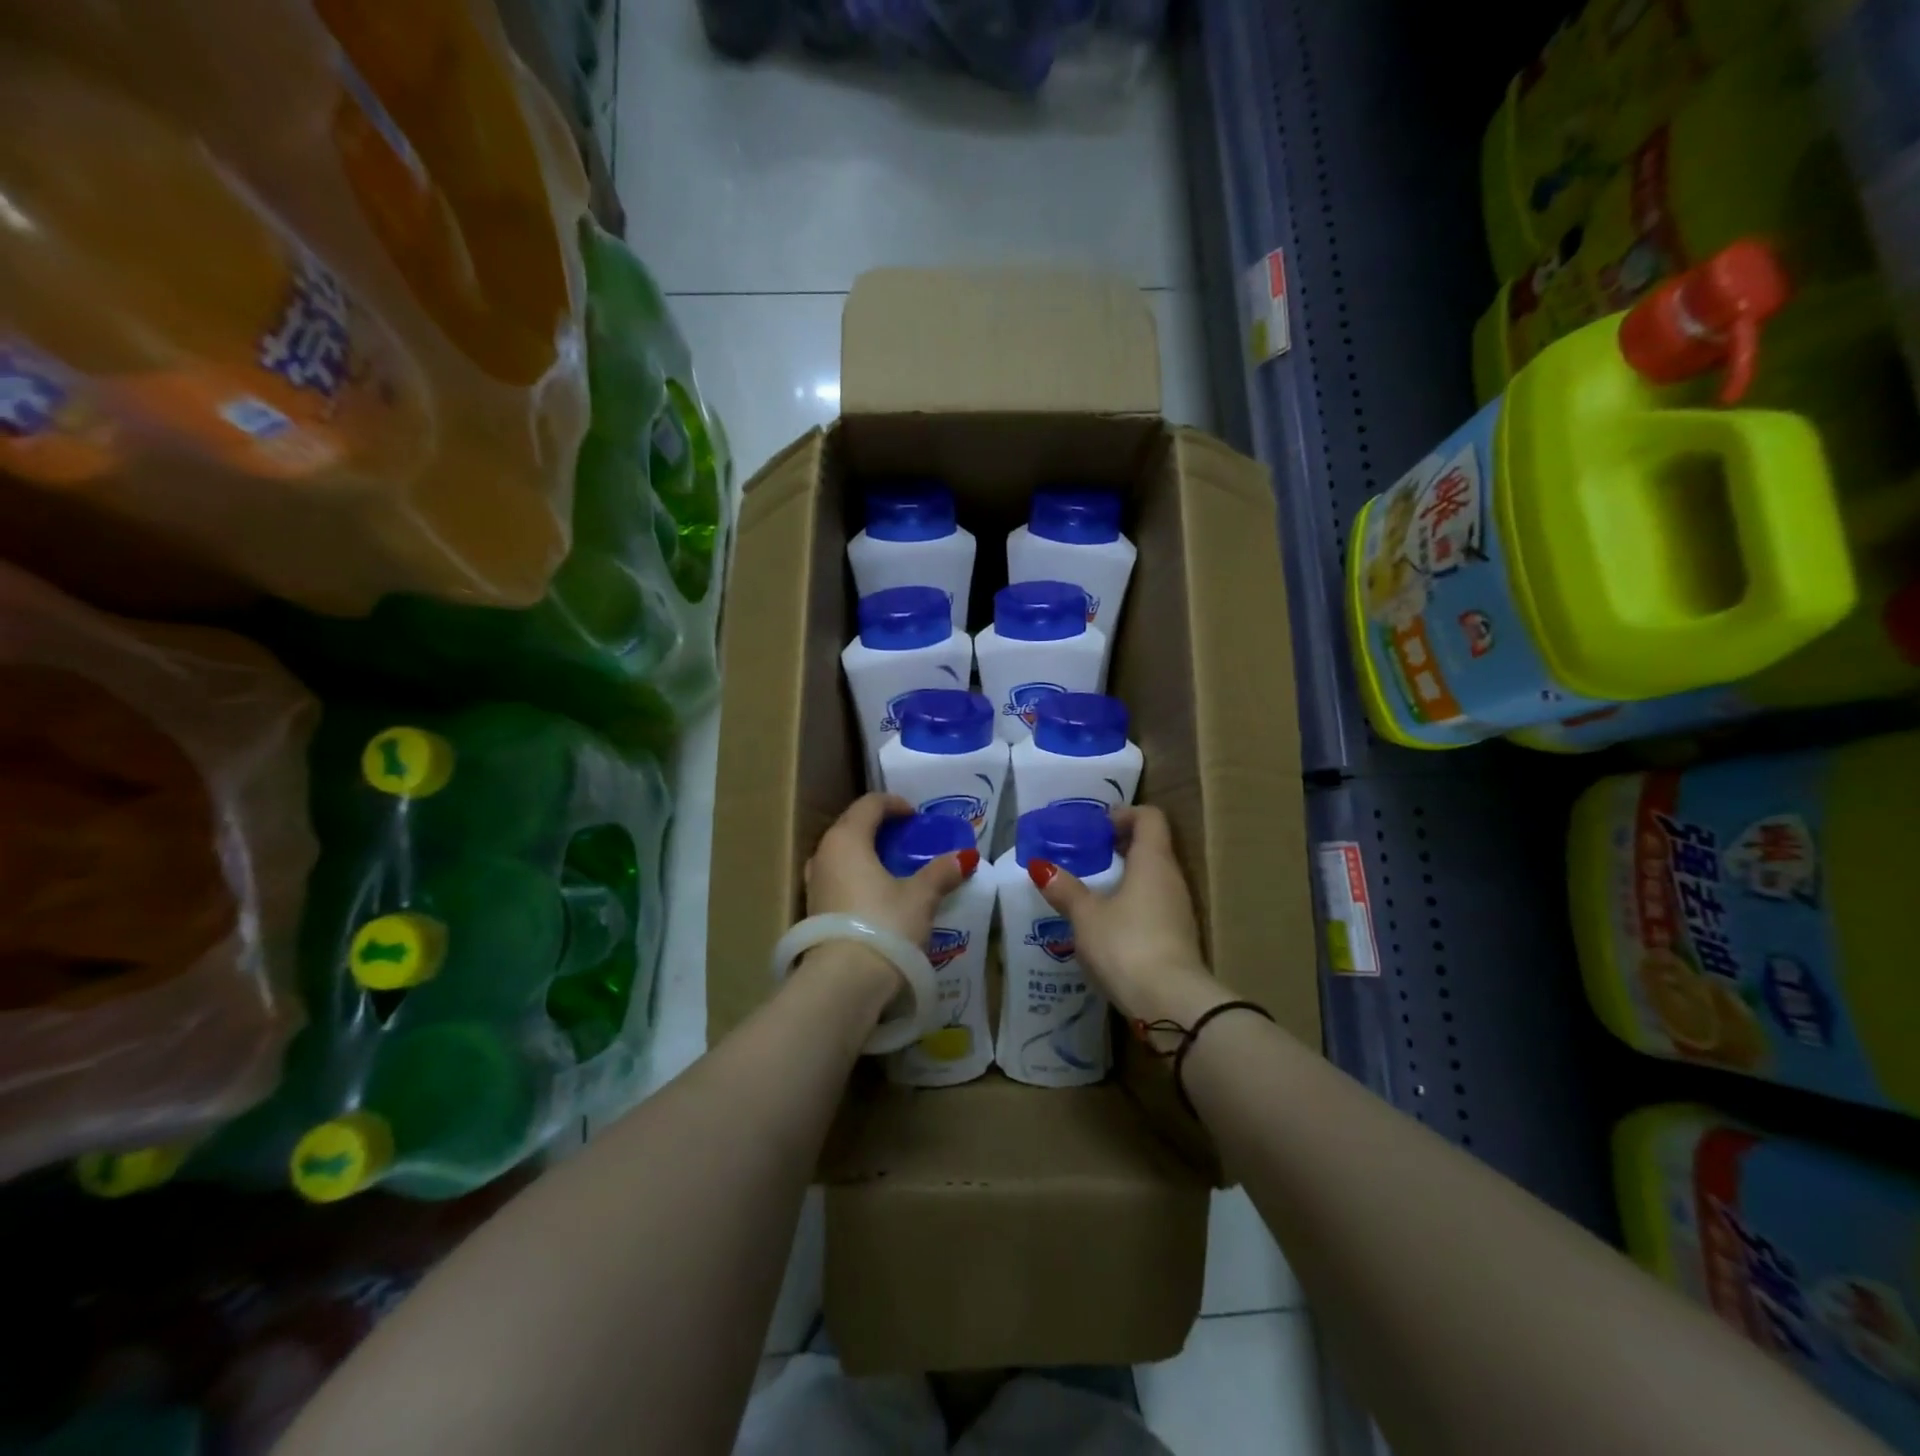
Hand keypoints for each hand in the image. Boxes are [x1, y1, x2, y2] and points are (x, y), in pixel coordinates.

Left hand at [801, 793, 978, 998]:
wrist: (843, 982)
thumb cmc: (884, 925)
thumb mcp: (920, 897)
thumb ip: (941, 873)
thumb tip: (965, 857)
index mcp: (847, 838)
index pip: (869, 804)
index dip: (894, 804)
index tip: (915, 816)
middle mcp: (824, 854)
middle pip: (852, 826)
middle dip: (879, 827)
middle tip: (907, 838)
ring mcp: (814, 883)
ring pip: (842, 854)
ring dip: (866, 853)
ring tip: (893, 866)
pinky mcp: (813, 910)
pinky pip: (838, 878)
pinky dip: (857, 876)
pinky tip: (877, 895)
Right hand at [1028, 806, 1225, 1026]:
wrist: (1171, 1003)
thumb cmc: (1126, 944)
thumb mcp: (1086, 916)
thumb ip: (1065, 889)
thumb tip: (1041, 866)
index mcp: (1153, 861)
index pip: (1149, 817)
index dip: (1124, 814)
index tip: (1096, 828)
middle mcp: (1172, 878)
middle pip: (1152, 847)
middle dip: (1119, 847)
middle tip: (1086, 857)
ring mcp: (1179, 909)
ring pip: (1153, 878)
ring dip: (1125, 877)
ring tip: (1091, 890)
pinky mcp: (1178, 937)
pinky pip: (1154, 905)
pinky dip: (1132, 904)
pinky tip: (1108, 924)